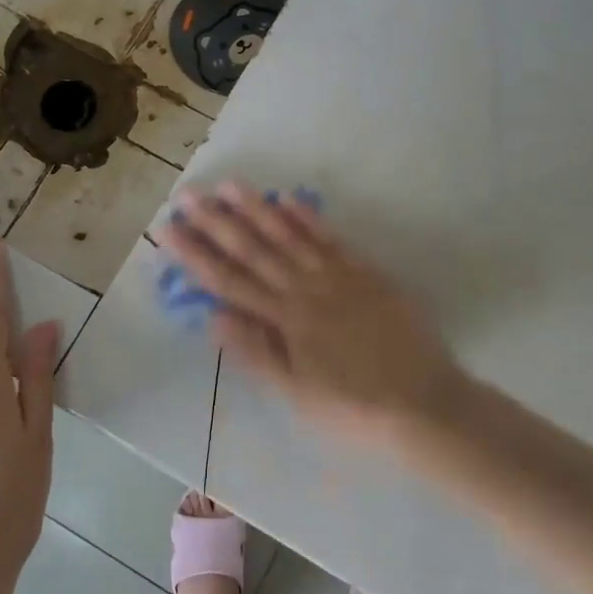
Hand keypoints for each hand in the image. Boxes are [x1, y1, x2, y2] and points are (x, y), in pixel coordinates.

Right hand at [163, 183, 467, 443]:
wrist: (423, 403)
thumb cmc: (353, 408)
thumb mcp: (297, 394)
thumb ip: (256, 352)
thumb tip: (213, 317)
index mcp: (284, 320)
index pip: (229, 281)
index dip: (195, 255)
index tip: (168, 229)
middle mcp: (305, 289)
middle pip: (254, 250)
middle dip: (217, 222)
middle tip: (188, 194)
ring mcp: (337, 276)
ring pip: (290, 235)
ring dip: (258, 209)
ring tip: (230, 185)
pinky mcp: (366, 272)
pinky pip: (332, 239)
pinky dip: (309, 217)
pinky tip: (289, 198)